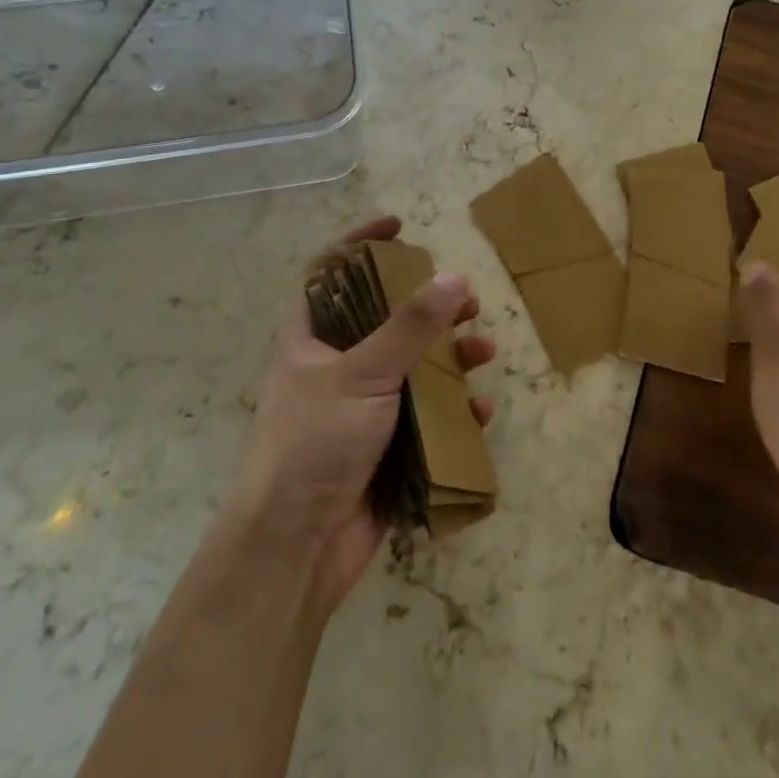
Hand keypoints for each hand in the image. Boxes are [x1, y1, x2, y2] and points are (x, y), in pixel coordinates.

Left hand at [224, 216, 494, 614]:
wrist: (293, 550)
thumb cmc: (314, 443)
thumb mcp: (363, 373)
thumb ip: (411, 326)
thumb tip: (454, 277)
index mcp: (312, 340)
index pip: (329, 274)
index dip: (359, 244)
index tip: (399, 228)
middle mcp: (336, 368)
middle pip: (385, 321)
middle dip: (428, 309)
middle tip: (466, 301)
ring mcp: (362, 410)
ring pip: (413, 370)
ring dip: (451, 360)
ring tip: (484, 353)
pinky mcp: (385, 448)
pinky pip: (427, 418)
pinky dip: (454, 412)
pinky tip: (478, 413)